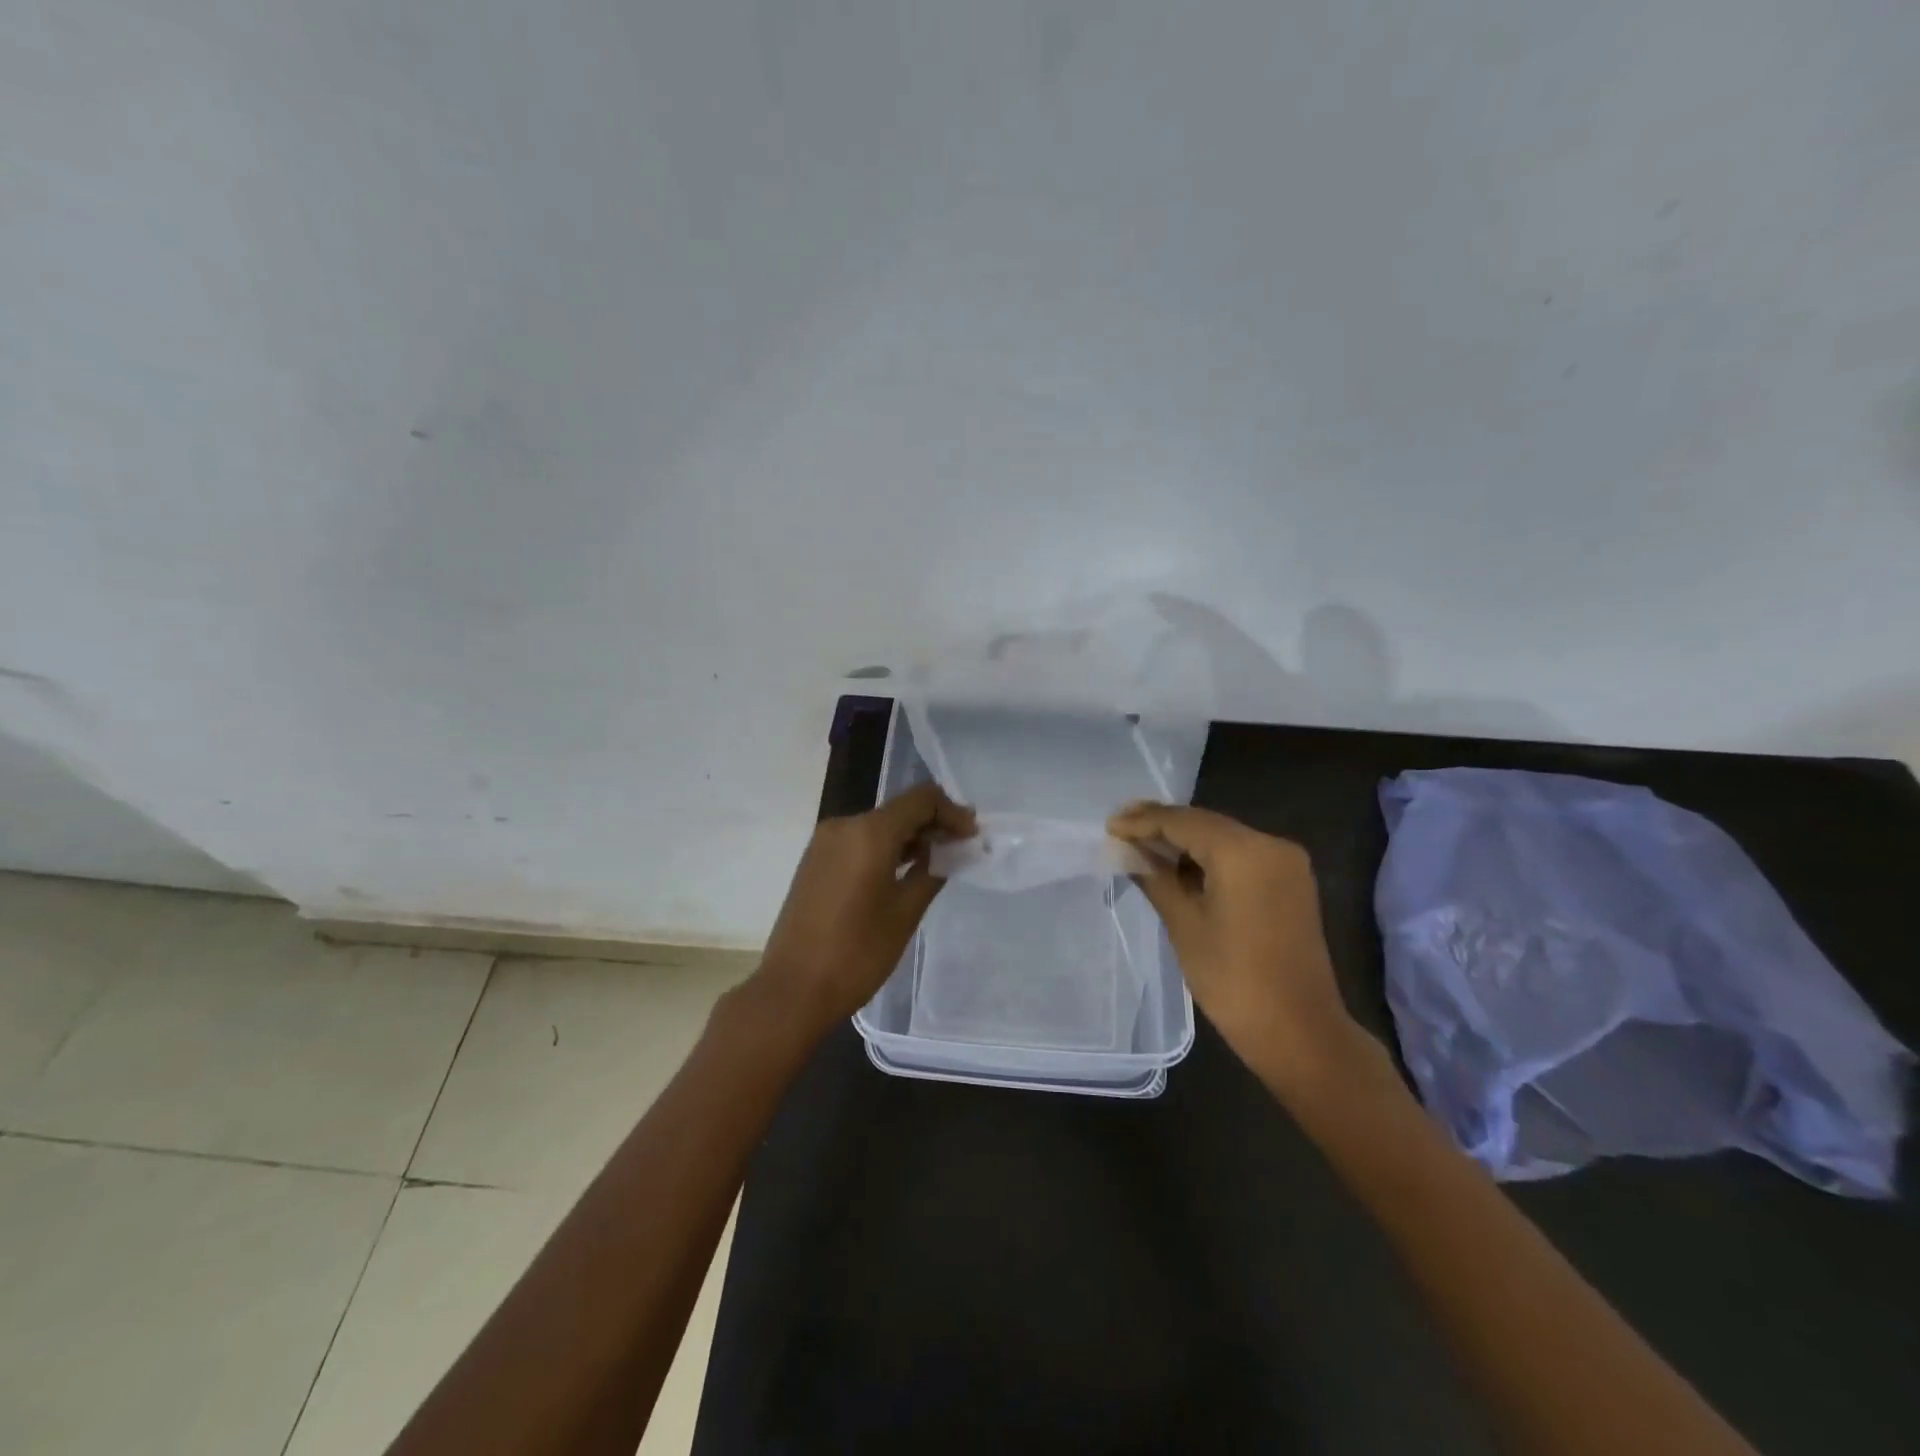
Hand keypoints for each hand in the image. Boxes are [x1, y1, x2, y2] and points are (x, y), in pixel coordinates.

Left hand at [751, 783, 976, 1038]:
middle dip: (933, 823)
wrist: (792, 989)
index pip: (920, 800)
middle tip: (962, 847)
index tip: (972, 836)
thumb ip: (933, 872)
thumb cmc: (856, 953)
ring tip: (938, 860)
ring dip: (910, 836)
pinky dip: (886, 847)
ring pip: (879, 825)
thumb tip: (951, 850)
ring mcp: (825, 842)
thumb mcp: (904, 912)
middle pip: (899, 810)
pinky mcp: (816, 860)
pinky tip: (903, 870)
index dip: (952, 812)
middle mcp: (844, 826)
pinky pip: (859, 840)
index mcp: (868, 833)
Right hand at [1108, 802, 1365, 1090]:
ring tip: (1141, 844)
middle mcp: (1271, 845)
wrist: (1299, 1033)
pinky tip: (1178, 865)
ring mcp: (1286, 863)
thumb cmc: (1233, 980)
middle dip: (1163, 825)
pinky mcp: (1290, 883)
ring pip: (1223, 838)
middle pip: (1206, 824)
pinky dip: (1209, 857)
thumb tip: (1129, 852)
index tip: (1109, 825)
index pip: (1183, 822)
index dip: (1143, 821)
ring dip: (1185, 841)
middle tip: (1121, 827)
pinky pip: (1241, 856)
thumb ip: (1155, 878)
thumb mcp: (1184, 924)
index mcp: (1244, 852)